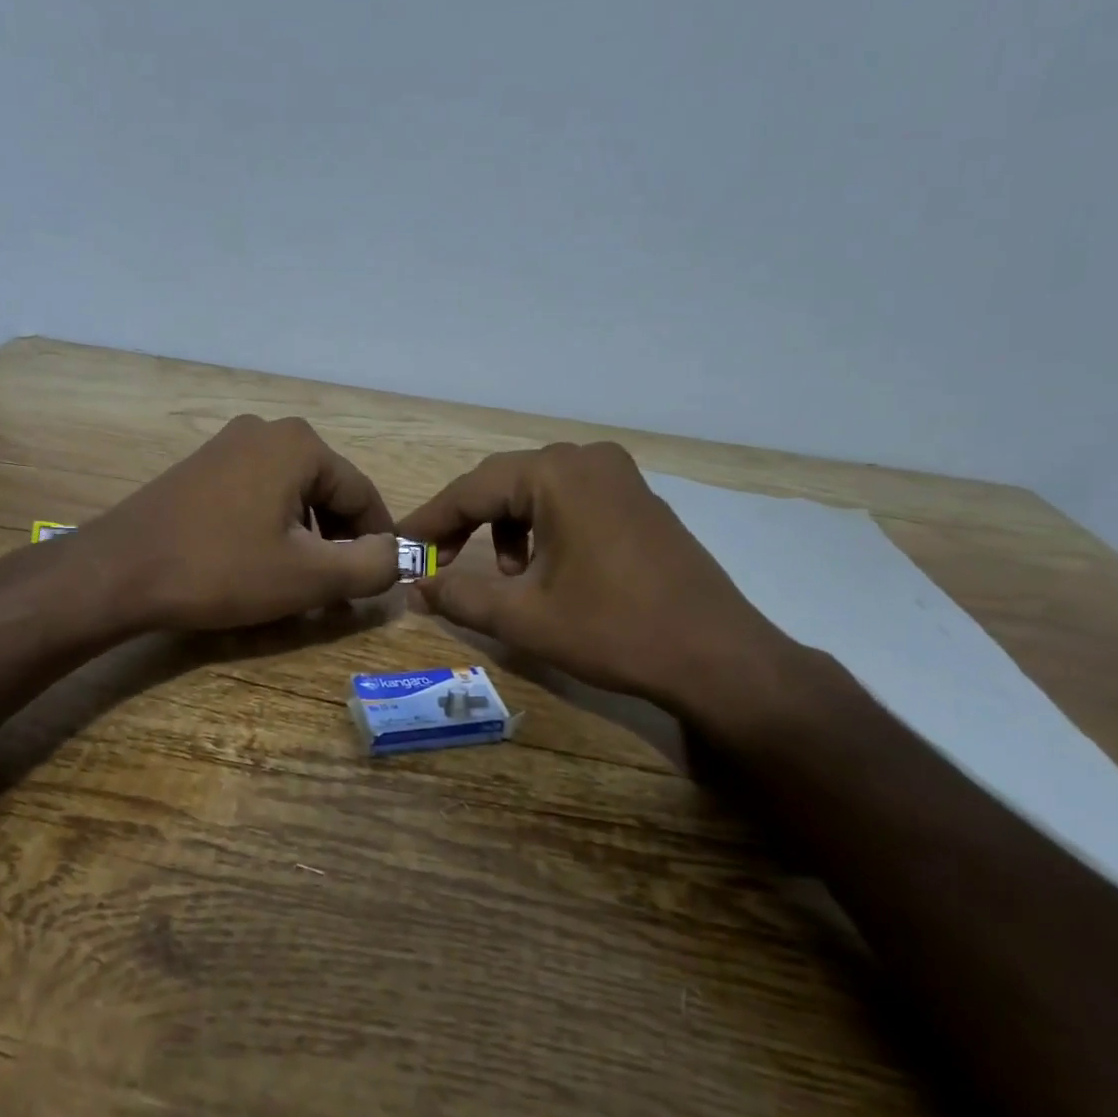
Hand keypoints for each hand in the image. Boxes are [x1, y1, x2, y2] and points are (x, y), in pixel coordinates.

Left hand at [81, 415, 400, 631]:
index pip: (363, 495)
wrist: (119, 571)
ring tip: (300, 582)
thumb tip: (395, 555)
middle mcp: (267, 431)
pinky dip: (272, 527)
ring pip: (292, 494)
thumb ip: (370, 566)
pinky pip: (258, 493)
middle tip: (337, 590)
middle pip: (327, 491)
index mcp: (301, 444)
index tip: (377, 582)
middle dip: (339, 541)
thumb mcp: (308, 577)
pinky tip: (260, 562)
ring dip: (306, 537)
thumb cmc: (221, 570)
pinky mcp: (202, 466)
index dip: (377, 542)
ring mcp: (228, 444)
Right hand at [398, 442, 810, 740]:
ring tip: (505, 576)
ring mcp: (619, 476)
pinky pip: (570, 500)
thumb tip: (414, 588)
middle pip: (503, 483)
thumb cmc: (614, 630)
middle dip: (465, 522)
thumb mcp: (524, 617)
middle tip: (437, 562)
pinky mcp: (637, 499)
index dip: (429, 520)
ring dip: (505, 527)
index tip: (398, 547)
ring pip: (536, 491)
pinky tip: (545, 569)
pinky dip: (542, 528)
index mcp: (556, 474)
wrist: (718, 657)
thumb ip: (459, 596)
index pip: (471, 489)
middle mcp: (587, 459)